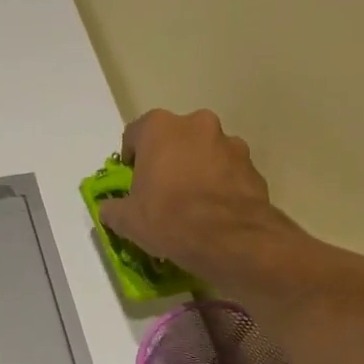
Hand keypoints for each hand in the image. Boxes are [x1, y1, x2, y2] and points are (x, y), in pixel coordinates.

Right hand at [98, 109, 304, 284]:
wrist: (230, 239)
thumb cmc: (168, 218)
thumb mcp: (126, 220)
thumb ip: (113, 208)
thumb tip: (110, 209)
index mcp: (160, 128)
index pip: (135, 133)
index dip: (131, 158)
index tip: (132, 181)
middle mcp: (197, 124)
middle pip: (174, 138)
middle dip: (167, 158)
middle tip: (162, 190)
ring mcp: (230, 143)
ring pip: (204, 152)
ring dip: (196, 169)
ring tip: (192, 203)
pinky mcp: (253, 166)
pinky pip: (228, 171)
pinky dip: (220, 184)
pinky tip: (214, 212)